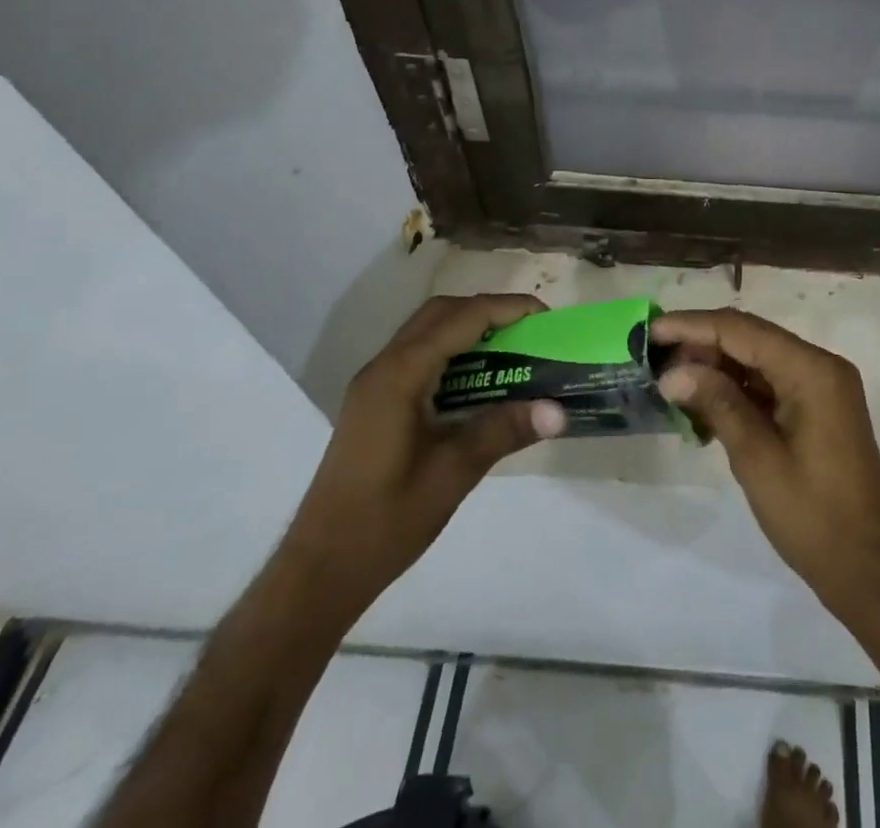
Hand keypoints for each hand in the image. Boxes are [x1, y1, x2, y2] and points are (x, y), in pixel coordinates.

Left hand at [285, 294, 566, 614]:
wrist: (320, 570)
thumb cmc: (385, 521)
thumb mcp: (453, 474)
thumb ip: (504, 431)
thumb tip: (559, 410)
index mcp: (399, 376)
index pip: (460, 319)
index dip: (506, 309)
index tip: (545, 317)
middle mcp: (383, 367)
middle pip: (440, 313)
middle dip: (488, 311)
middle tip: (529, 331)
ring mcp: (375, 384)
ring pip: (427, 331)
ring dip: (469, 329)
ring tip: (512, 351)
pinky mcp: (375, 402)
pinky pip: (419, 355)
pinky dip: (453, 351)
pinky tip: (478, 381)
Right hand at [652, 309, 879, 626]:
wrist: (869, 568)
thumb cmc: (813, 515)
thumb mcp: (756, 458)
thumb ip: (717, 403)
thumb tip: (673, 373)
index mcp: (811, 369)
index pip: (742, 330)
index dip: (693, 327)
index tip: (651, 331)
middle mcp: (820, 365)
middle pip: (751, 338)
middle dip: (702, 345)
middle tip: (655, 359)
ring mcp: (821, 386)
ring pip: (758, 359)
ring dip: (717, 367)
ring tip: (671, 381)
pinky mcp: (818, 407)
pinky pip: (771, 383)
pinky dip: (737, 389)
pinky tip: (703, 404)